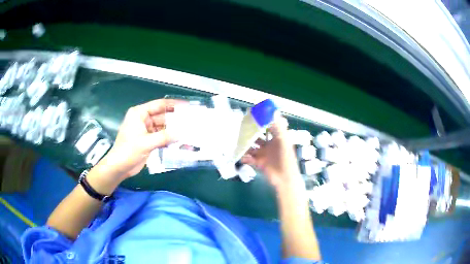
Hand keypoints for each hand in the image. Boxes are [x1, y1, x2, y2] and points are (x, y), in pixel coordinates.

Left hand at [99, 99, 181, 178]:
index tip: (187, 106)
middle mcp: (143, 119)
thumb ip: (164, 137)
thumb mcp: (146, 143)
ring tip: (189, 132)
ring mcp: (146, 130)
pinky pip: (161, 137)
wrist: (119, 167)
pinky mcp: (148, 140)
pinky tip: (180, 142)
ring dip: (173, 131)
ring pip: (163, 127)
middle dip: (175, 119)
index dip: (173, 104)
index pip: (159, 105)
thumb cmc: (128, 151)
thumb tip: (181, 133)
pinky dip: (169, 139)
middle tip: (191, 121)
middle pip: (162, 116)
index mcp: (139, 113)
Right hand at [241, 115, 302, 190]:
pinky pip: (249, 158)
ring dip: (245, 145)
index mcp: (277, 138)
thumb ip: (278, 126)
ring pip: (251, 147)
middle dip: (249, 133)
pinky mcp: (259, 163)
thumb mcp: (283, 140)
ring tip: (237, 142)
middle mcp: (269, 144)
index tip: (251, 115)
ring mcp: (264, 154)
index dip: (261, 121)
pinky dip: (245, 157)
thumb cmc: (286, 159)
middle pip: (257, 136)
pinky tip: (241, 156)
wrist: (285, 178)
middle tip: (240, 129)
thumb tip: (273, 110)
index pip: (268, 126)